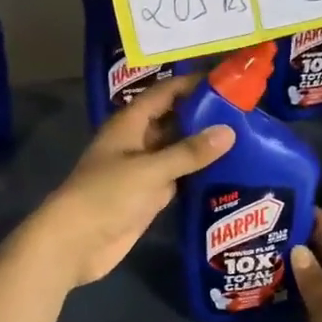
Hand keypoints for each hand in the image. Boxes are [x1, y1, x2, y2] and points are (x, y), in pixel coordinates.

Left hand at [29, 75, 233, 287]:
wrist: (75, 242)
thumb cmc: (106, 195)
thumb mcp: (150, 170)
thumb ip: (188, 152)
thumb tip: (229, 131)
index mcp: (130, 124)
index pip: (164, 93)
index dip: (191, 84)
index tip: (226, 79)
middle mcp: (137, 141)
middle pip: (173, 119)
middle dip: (203, 114)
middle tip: (245, 110)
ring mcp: (143, 169)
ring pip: (177, 149)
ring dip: (203, 145)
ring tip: (245, 136)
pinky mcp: (149, 196)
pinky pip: (178, 177)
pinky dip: (198, 173)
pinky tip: (228, 171)